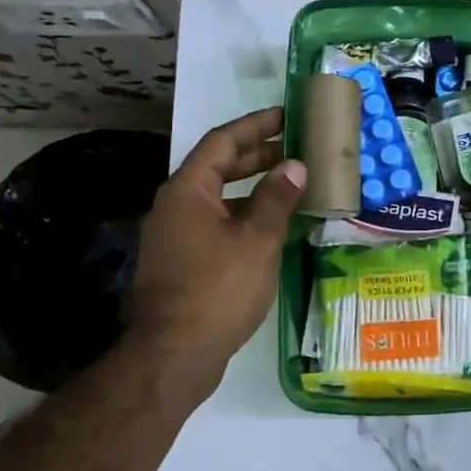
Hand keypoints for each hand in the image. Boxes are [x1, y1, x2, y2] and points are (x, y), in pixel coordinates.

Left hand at [119, 106, 305, 395]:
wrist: (174, 355)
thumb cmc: (218, 289)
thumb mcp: (257, 240)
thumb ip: (277, 198)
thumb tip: (294, 166)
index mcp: (188, 191)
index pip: (222, 142)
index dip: (255, 125)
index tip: (285, 116)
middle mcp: (175, 206)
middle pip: (218, 168)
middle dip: (257, 155)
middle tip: (296, 147)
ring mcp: (176, 236)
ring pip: (219, 198)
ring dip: (254, 188)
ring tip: (292, 184)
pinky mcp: (182, 262)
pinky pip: (217, 223)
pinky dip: (245, 215)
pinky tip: (273, 226)